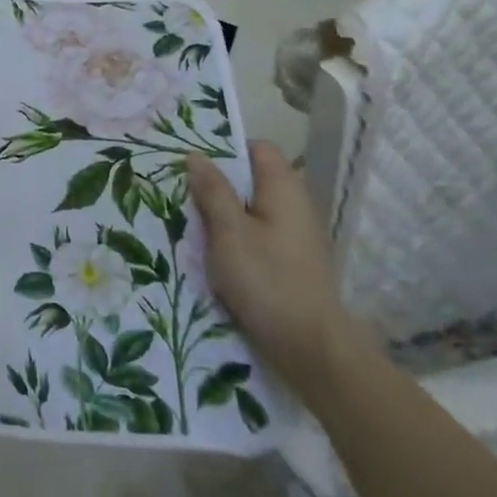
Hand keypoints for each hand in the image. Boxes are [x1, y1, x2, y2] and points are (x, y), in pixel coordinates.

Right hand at [187, 142, 364, 393]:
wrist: (311, 348)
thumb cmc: (267, 280)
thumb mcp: (228, 232)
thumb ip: (212, 190)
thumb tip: (197, 155)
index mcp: (284, 189)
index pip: (258, 148)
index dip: (227, 150)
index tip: (194, 164)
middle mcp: (296, 205)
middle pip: (254, 180)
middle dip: (219, 185)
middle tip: (184, 195)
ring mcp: (297, 236)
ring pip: (253, 210)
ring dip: (225, 216)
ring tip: (194, 227)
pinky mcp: (293, 263)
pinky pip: (260, 236)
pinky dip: (238, 239)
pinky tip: (216, 256)